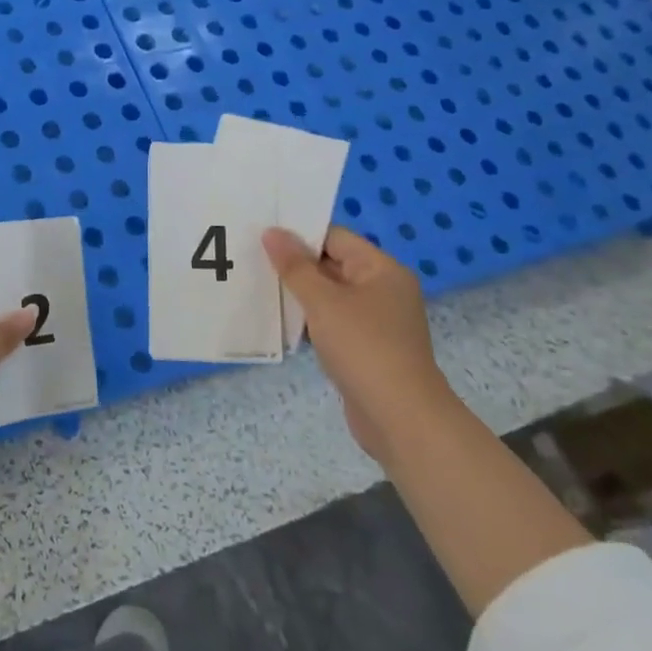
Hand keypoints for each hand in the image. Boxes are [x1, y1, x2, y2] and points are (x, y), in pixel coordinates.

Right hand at [262, 227, 456, 464]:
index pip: (335, 237)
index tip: (261, 236)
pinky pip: (332, 322)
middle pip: (332, 264)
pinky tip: (281, 324)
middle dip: (294, 265)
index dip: (299, 234)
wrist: (399, 418)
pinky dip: (310, 321)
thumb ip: (295, 266)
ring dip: (299, 294)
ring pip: (329, 295)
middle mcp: (383, 289)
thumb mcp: (323, 302)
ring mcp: (376, 320)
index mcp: (381, 269)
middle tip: (251, 260)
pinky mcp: (366, 347)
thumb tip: (272, 232)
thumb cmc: (363, 348)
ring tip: (258, 289)